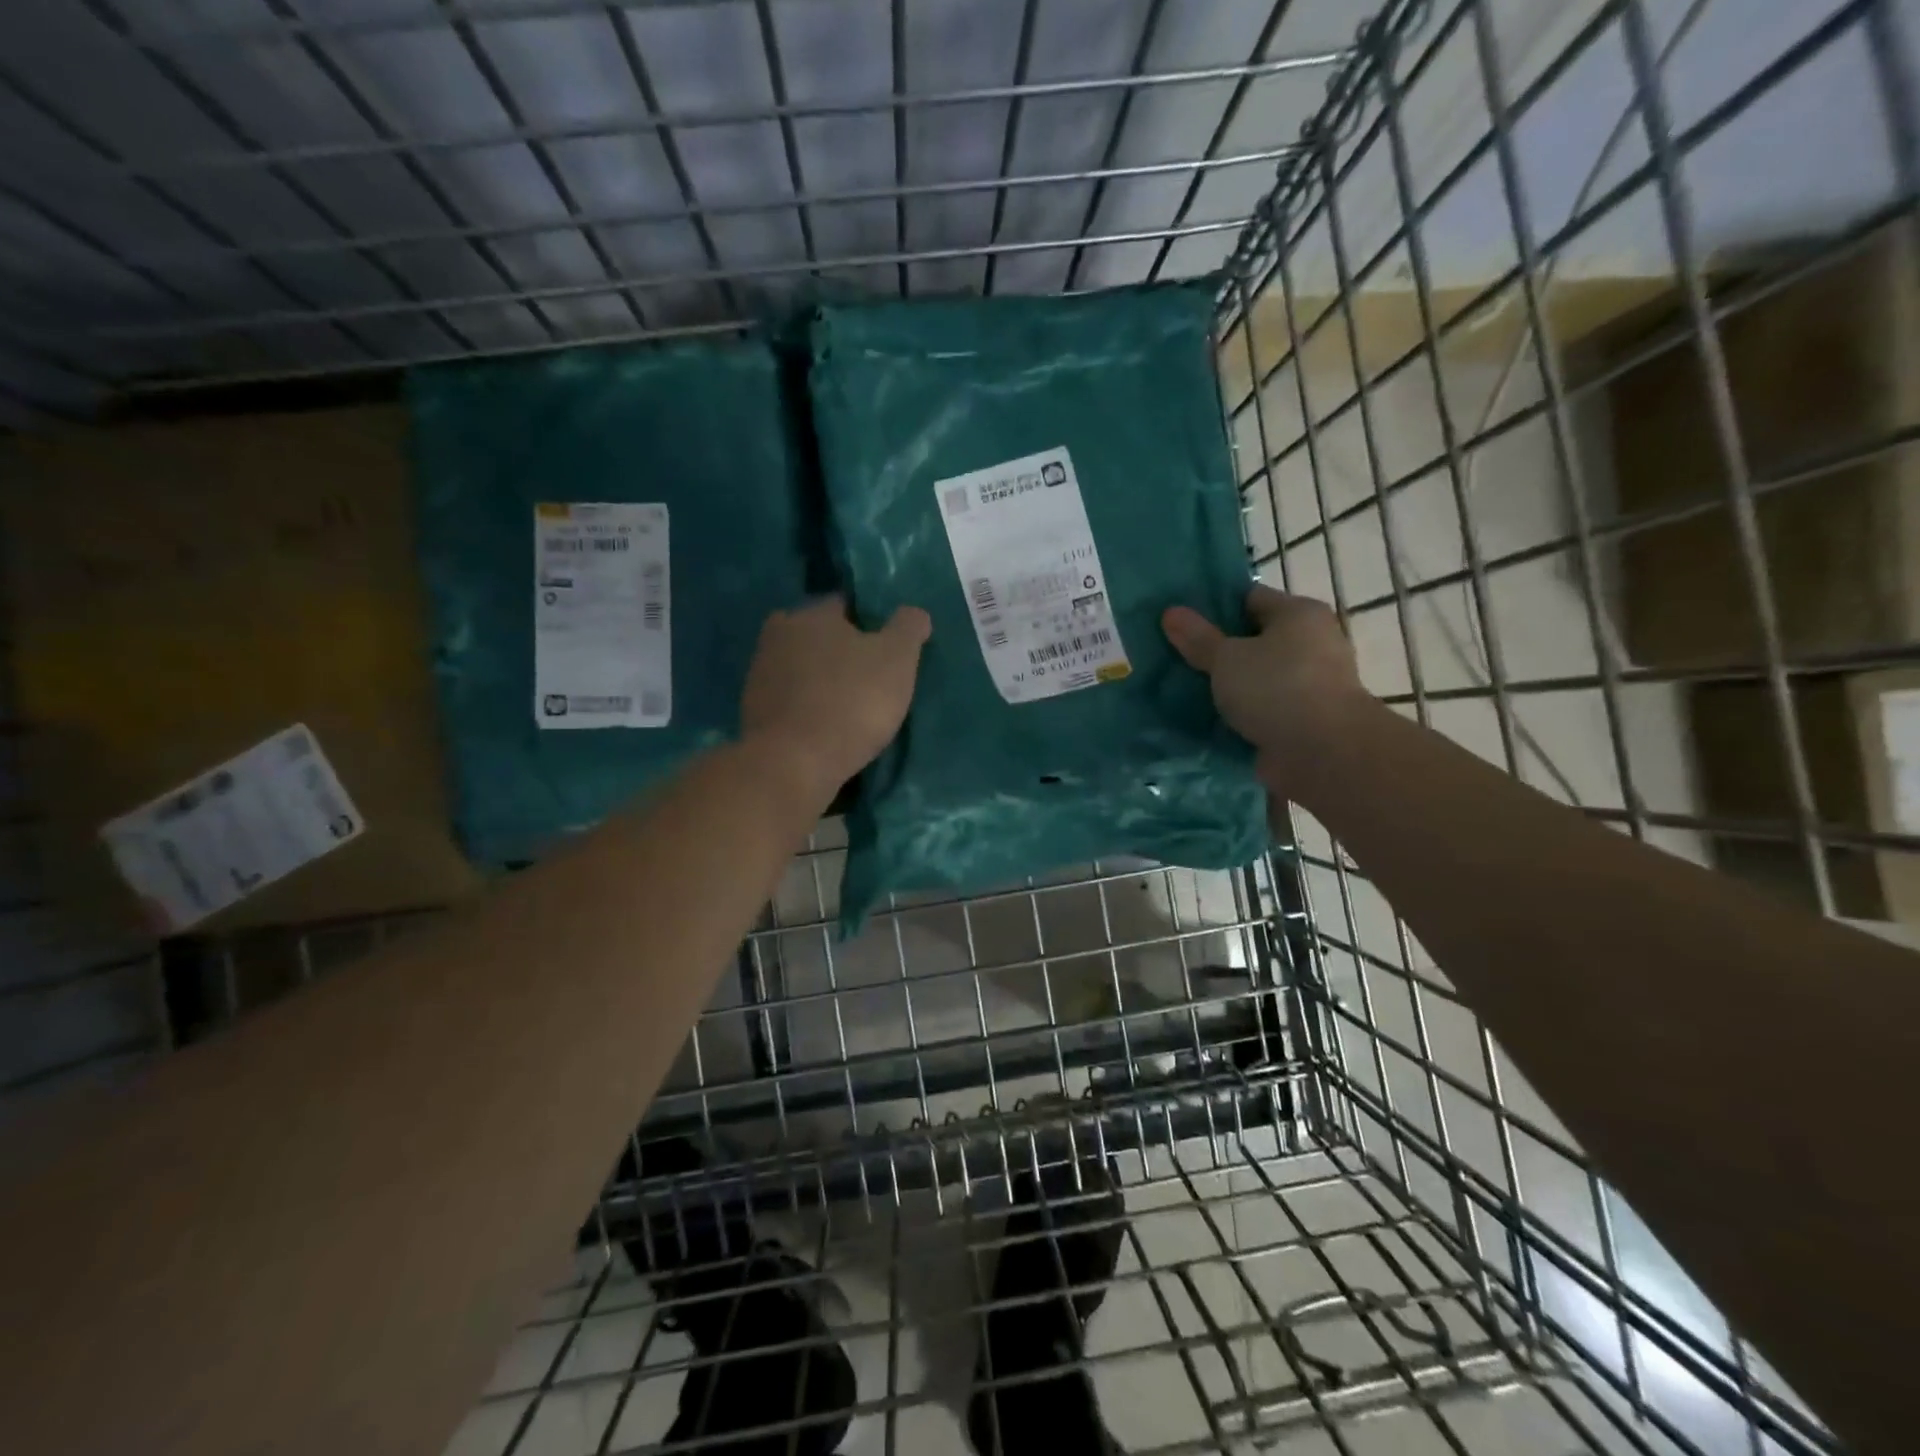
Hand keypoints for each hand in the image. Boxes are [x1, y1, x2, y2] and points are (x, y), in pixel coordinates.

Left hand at [741, 596, 930, 801]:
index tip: (887, 647)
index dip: (869, 623)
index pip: (845, 605)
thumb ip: (907, 628)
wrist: (793, 763)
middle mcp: (778, 634)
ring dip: (822, 680)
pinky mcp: (753, 711)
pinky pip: (790, 700)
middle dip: (841, 651)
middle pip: (819, 636)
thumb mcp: (897, 659)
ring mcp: (760, 674)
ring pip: (802, 668)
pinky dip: (807, 707)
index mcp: (811, 613)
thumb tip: (914, 613)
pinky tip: (827, 725)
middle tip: (870, 676)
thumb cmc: (851, 701)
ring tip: (850, 705)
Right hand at [1162, 586, 1371, 791]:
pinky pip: (1262, 708)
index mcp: (1298, 614)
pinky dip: (1240, 713)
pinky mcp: (1303, 718)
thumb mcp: (1227, 658)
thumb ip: (1198, 637)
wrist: (1324, 753)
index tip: (1180, 621)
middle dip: (1218, 649)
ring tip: (1184, 688)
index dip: (1213, 607)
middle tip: (1176, 655)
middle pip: (1254, 639)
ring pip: (1257, 676)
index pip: (1249, 598)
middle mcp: (1311, 642)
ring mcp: (1310, 683)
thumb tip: (1171, 612)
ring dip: (1228, 685)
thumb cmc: (1276, 688)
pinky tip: (1207, 718)